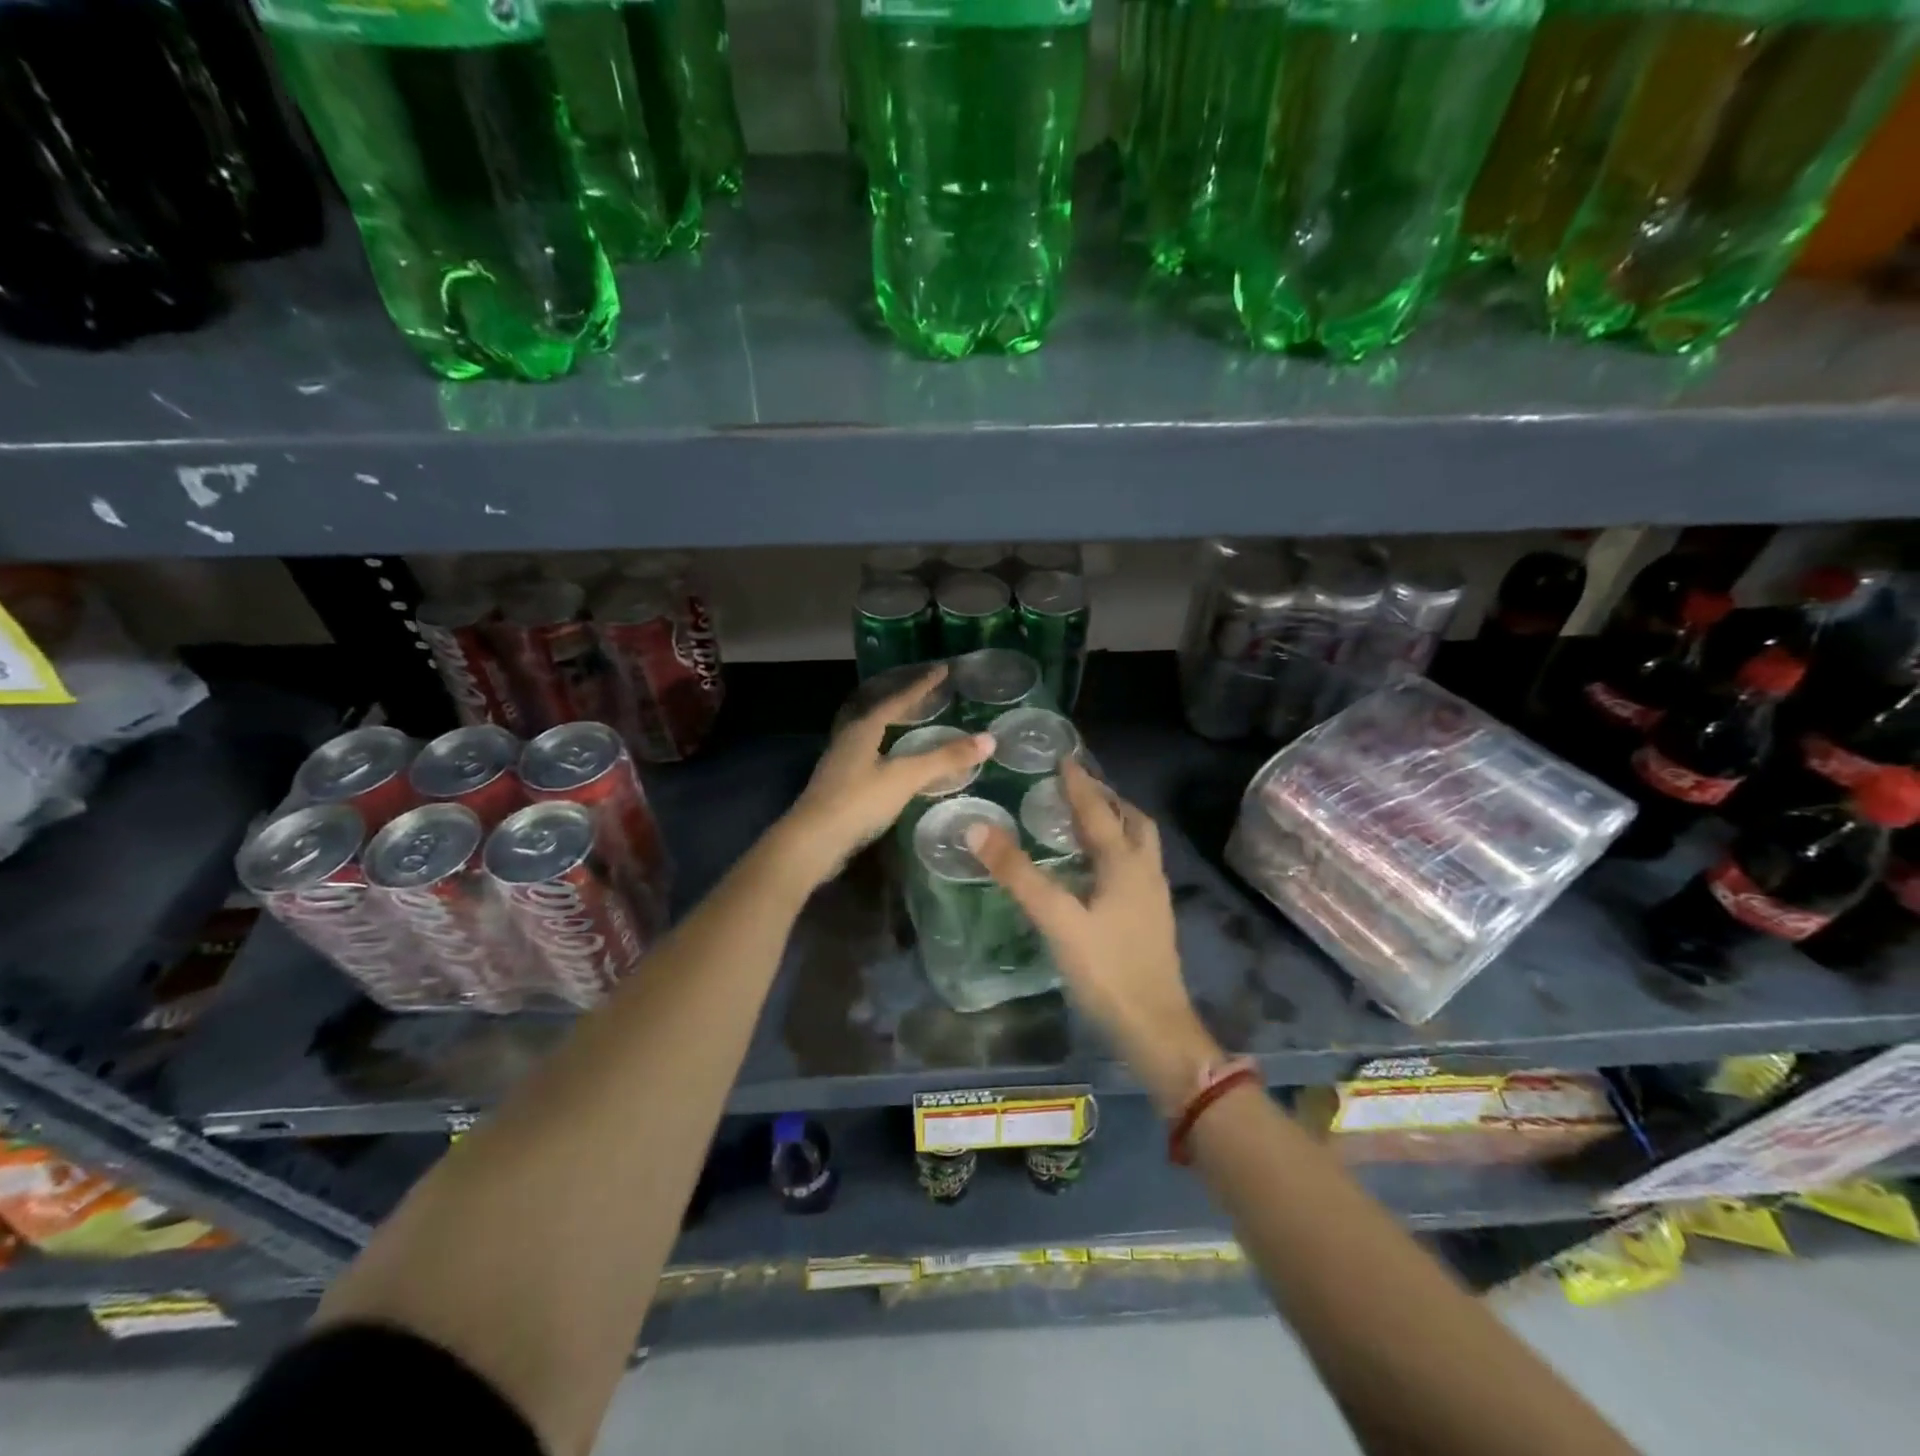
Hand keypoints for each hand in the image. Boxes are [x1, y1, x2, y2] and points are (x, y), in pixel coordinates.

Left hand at [777, 665, 993, 886]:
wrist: (812, 841)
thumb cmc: (858, 802)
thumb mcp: (905, 777)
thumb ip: (945, 758)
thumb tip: (989, 739)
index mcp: (864, 728)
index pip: (898, 698)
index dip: (922, 684)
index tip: (943, 669)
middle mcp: (849, 738)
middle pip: (881, 712)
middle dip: (906, 701)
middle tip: (930, 693)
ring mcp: (841, 762)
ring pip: (873, 734)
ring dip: (895, 725)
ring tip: (915, 722)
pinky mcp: (840, 785)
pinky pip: (870, 755)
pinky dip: (889, 749)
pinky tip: (896, 762)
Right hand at [966, 758, 1221, 1112]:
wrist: (1156, 1028)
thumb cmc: (1107, 970)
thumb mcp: (1057, 919)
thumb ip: (1018, 874)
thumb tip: (978, 828)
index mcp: (1125, 863)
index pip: (1099, 811)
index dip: (1079, 784)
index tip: (1064, 758)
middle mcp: (1146, 872)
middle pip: (1133, 822)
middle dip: (1107, 799)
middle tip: (1077, 789)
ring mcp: (1153, 898)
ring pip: (1139, 846)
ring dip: (1116, 825)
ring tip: (1085, 823)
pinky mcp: (1152, 920)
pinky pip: (1135, 869)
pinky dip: (1117, 853)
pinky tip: (1096, 873)